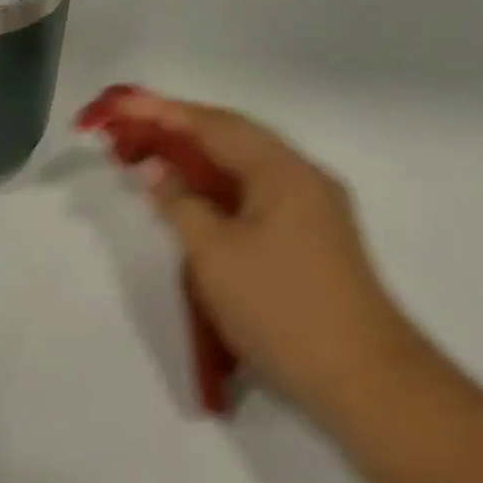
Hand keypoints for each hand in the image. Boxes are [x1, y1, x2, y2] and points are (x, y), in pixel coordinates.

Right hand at [114, 91, 419, 413]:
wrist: (361, 378)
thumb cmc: (280, 307)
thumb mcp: (215, 254)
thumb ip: (180, 204)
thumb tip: (156, 170)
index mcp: (284, 171)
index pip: (216, 125)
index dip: (164, 113)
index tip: (122, 105)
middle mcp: (304, 178)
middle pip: (234, 140)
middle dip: (180, 133)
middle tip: (131, 133)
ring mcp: (313, 210)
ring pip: (245, 170)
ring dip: (199, 163)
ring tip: (153, 161)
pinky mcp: (312, 240)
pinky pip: (255, 197)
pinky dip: (218, 192)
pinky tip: (194, 203)